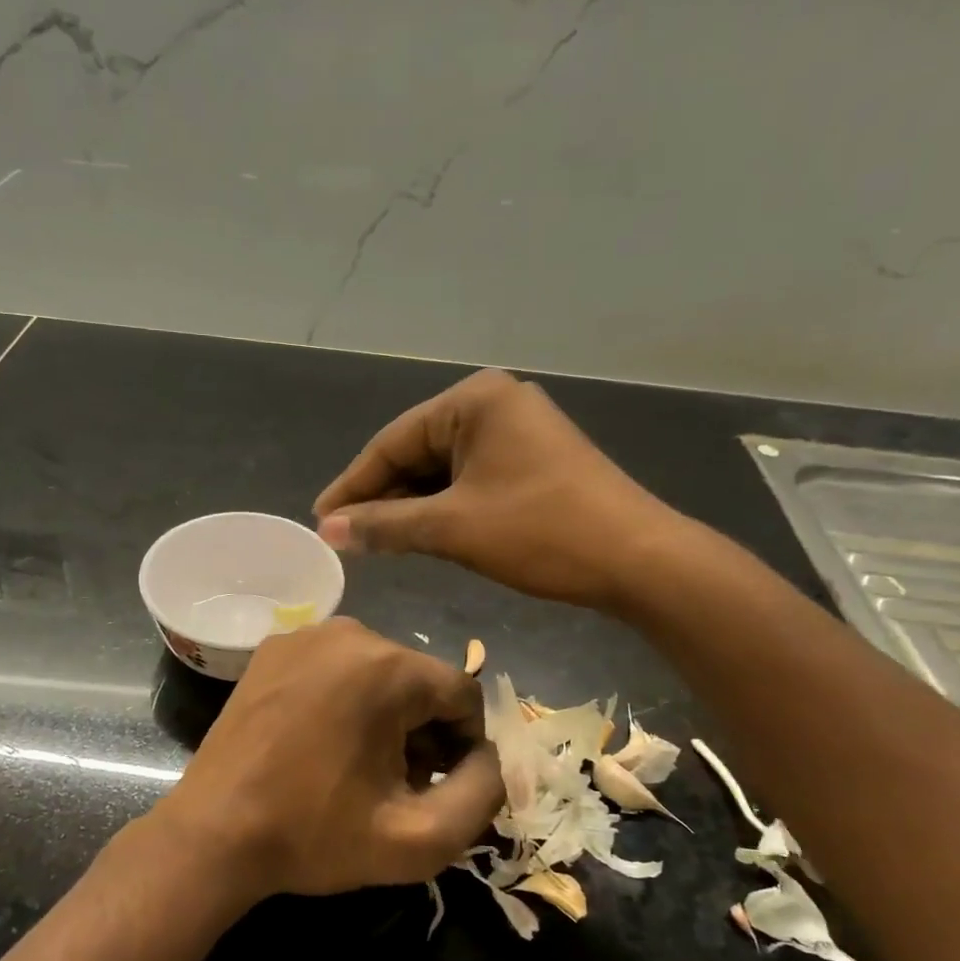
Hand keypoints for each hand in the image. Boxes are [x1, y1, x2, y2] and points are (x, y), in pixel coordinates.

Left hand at [156, 618, 503, 899]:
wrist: (213, 834)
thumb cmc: (314, 836)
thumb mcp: (420, 839)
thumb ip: (483, 794)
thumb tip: (490, 756)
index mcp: (386, 667)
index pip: (462, 693)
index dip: (465, 746)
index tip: (438, 787)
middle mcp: (347, 632)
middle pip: (418, 680)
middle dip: (423, 732)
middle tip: (396, 785)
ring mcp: (302, 634)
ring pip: (378, 671)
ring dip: (385, 716)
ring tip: (358, 768)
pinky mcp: (270, 648)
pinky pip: (335, 667)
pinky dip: (345, 700)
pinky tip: (322, 744)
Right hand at [313, 369, 688, 609]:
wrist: (638, 560)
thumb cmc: (541, 532)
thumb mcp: (453, 528)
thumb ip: (385, 525)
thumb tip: (328, 530)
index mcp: (474, 401)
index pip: (393, 442)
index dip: (353, 484)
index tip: (321, 520)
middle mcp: (495, 405)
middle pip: (417, 452)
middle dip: (381, 496)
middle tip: (345, 535)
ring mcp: (518, 433)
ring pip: (443, 469)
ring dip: (409, 505)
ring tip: (374, 540)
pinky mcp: (533, 462)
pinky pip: (470, 479)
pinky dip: (442, 507)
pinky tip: (419, 533)